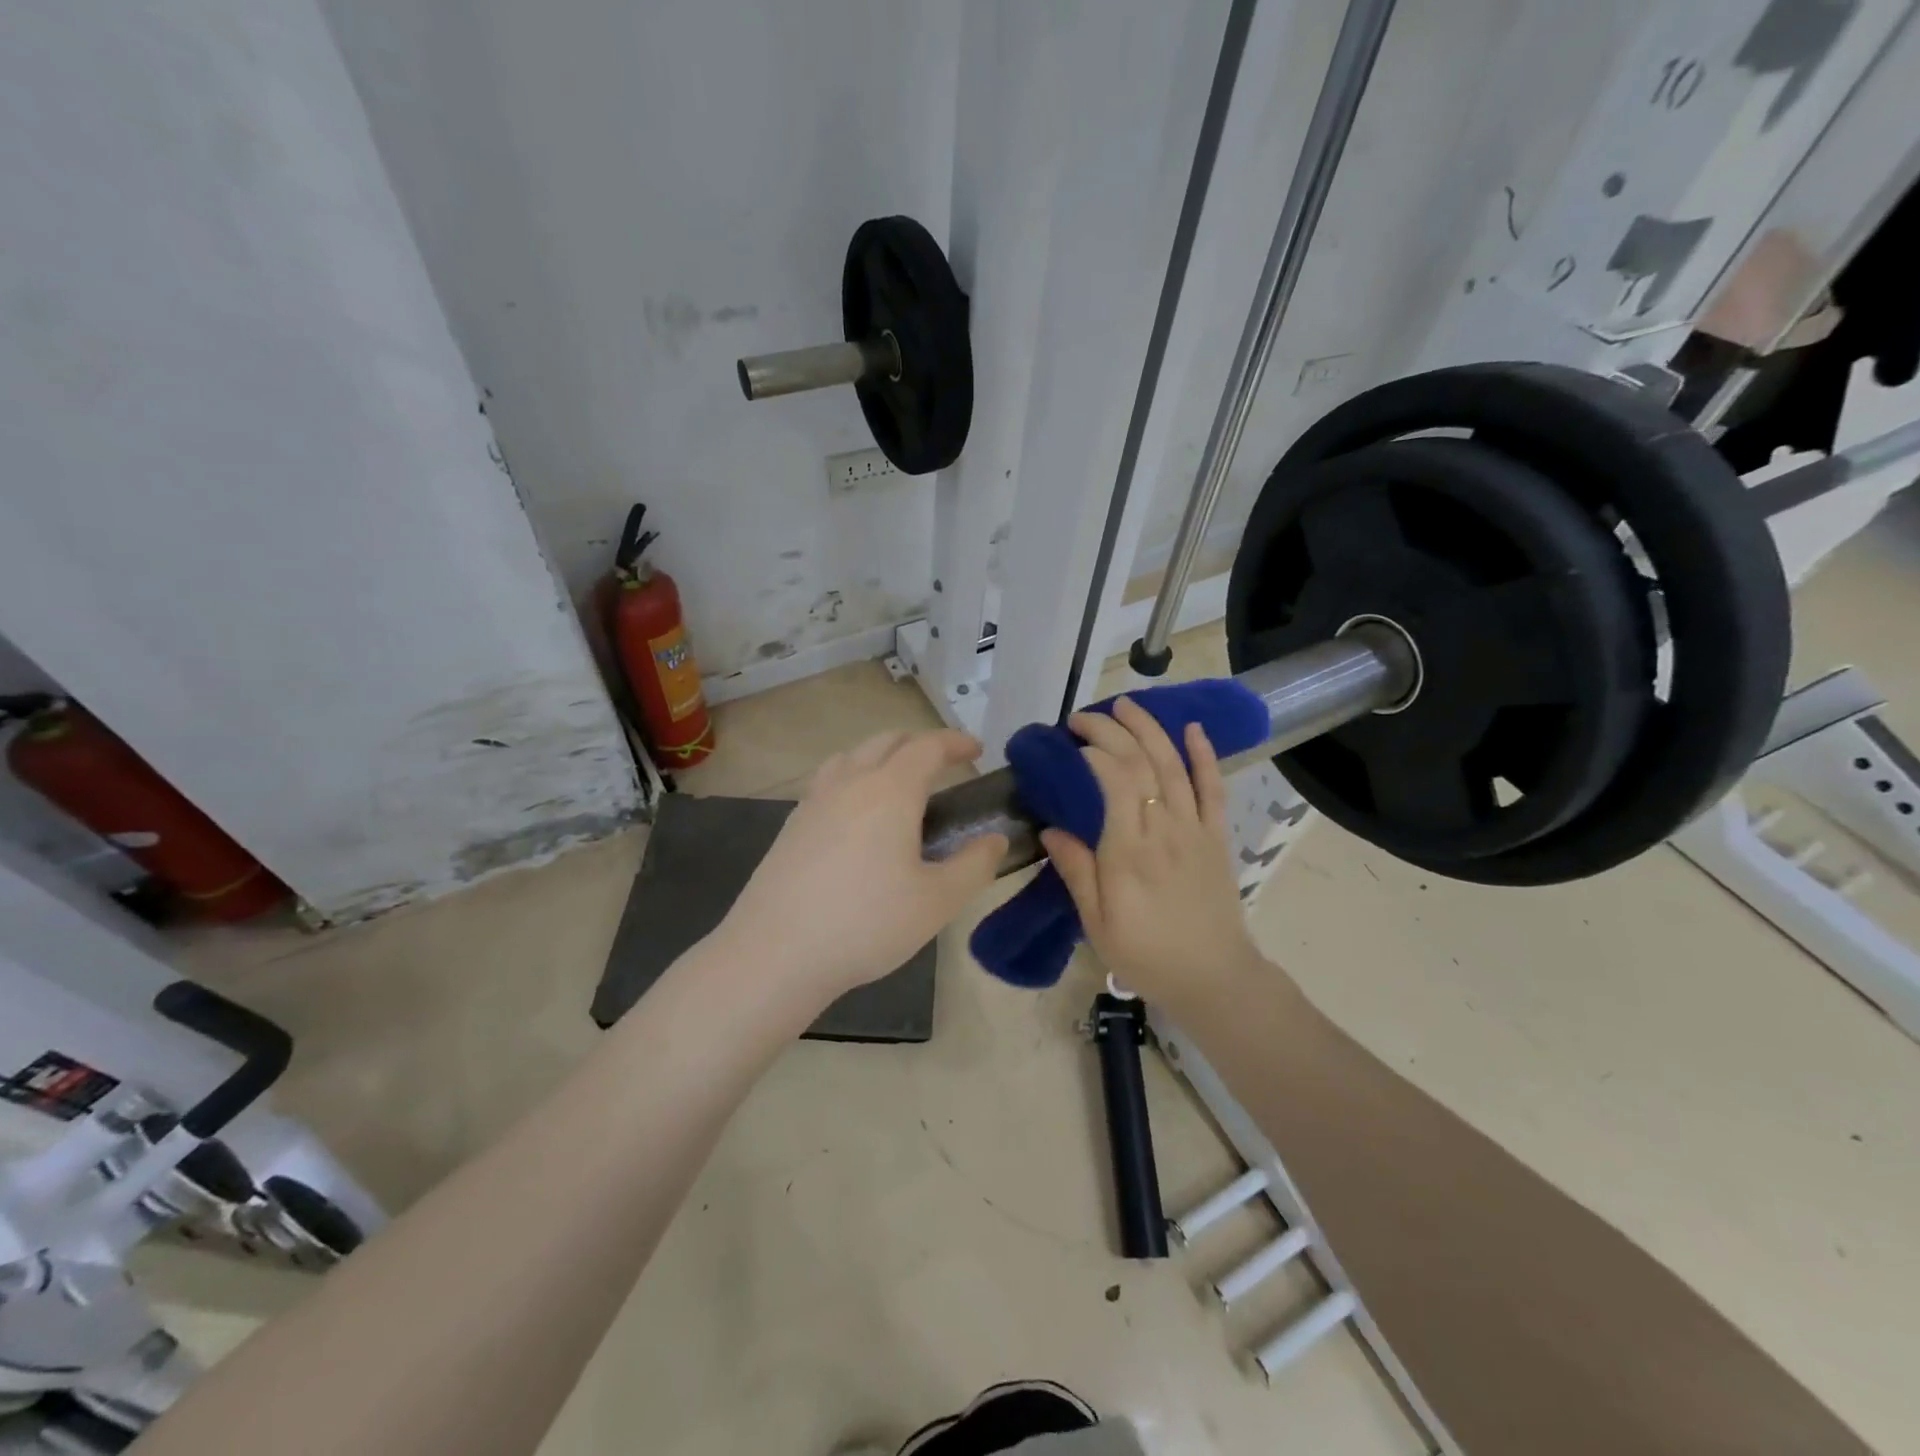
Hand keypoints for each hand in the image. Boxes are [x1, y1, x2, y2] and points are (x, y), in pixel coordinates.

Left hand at [717, 729, 1007, 1005]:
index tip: (976, 750)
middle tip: (943, 763)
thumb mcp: (937, 902)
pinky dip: (853, 777)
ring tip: (899, 781)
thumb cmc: (866, 923)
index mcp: (890, 791)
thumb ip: (974, 865)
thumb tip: (995, 840)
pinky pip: (828, 780)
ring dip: (882, 755)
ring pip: (851, 756)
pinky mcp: (792, 825)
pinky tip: (857, 815)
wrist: (776, 953)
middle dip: (919, 743)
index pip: (928, 747)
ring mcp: (814, 801)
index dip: (955, 742)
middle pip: (886, 741)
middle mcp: (850, 783)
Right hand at [1040, 699, 1262, 1009]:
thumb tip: (1050, 829)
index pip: (1116, 782)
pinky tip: (1192, 729)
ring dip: (1151, 730)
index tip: (1073, 741)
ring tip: (1126, 705)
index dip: (1096, 751)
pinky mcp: (1215, 836)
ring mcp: (1195, 829)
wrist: (1213, 977)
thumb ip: (1076, 871)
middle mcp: (1164, 829)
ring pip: (1174, 766)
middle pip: (1142, 764)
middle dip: (1113, 731)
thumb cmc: (1146, 954)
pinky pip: (1213, 788)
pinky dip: (1204, 755)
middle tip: (1083, 717)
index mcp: (1129, 852)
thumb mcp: (1098, 923)